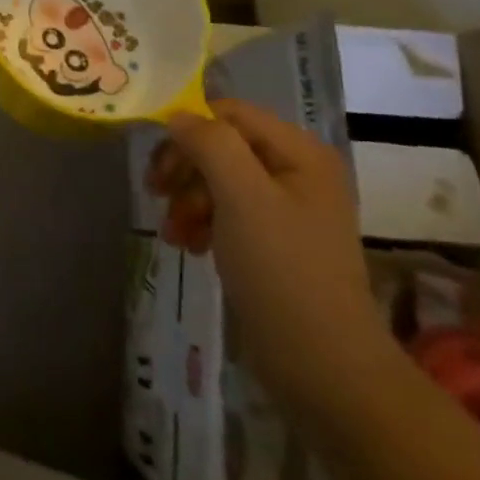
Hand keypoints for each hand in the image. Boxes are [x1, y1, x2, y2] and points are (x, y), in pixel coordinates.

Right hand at [146, 99, 392, 417]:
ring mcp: (287, 208)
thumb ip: (210, 144)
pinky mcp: (274, 240)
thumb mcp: (242, 197)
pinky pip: (226, 211)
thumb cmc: (282, 271)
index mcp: (300, 152)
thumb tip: (178, 116)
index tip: (159, 165)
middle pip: (221, 145)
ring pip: (218, 178)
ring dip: (187, 198)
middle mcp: (296, 171)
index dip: (189, 129)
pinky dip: (201, 221)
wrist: (323, 366)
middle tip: (156, 192)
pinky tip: (188, 244)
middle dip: (185, 167)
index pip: (230, 113)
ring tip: (173, 231)